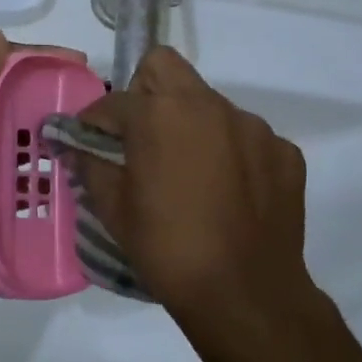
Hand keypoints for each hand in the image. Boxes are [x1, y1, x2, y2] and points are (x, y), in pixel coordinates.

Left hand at [0, 31, 86, 300]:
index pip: (7, 66)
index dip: (42, 58)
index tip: (81, 65)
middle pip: (21, 100)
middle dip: (56, 97)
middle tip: (97, 106)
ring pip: (28, 137)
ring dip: (58, 135)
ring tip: (96, 141)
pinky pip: (30, 172)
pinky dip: (51, 170)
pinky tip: (79, 176)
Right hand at [72, 47, 341, 361]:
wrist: (245, 294)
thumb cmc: (167, 249)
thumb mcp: (114, 210)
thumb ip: (91, 166)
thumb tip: (78, 148)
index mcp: (160, 114)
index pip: (114, 100)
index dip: (95, 121)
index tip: (89, 142)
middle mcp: (209, 105)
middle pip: (165, 68)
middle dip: (143, 92)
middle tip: (138, 136)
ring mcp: (253, 126)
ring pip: (209, 103)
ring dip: (190, 124)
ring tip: (188, 172)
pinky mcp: (284, 151)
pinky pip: (246, 137)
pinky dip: (230, 153)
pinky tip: (226, 192)